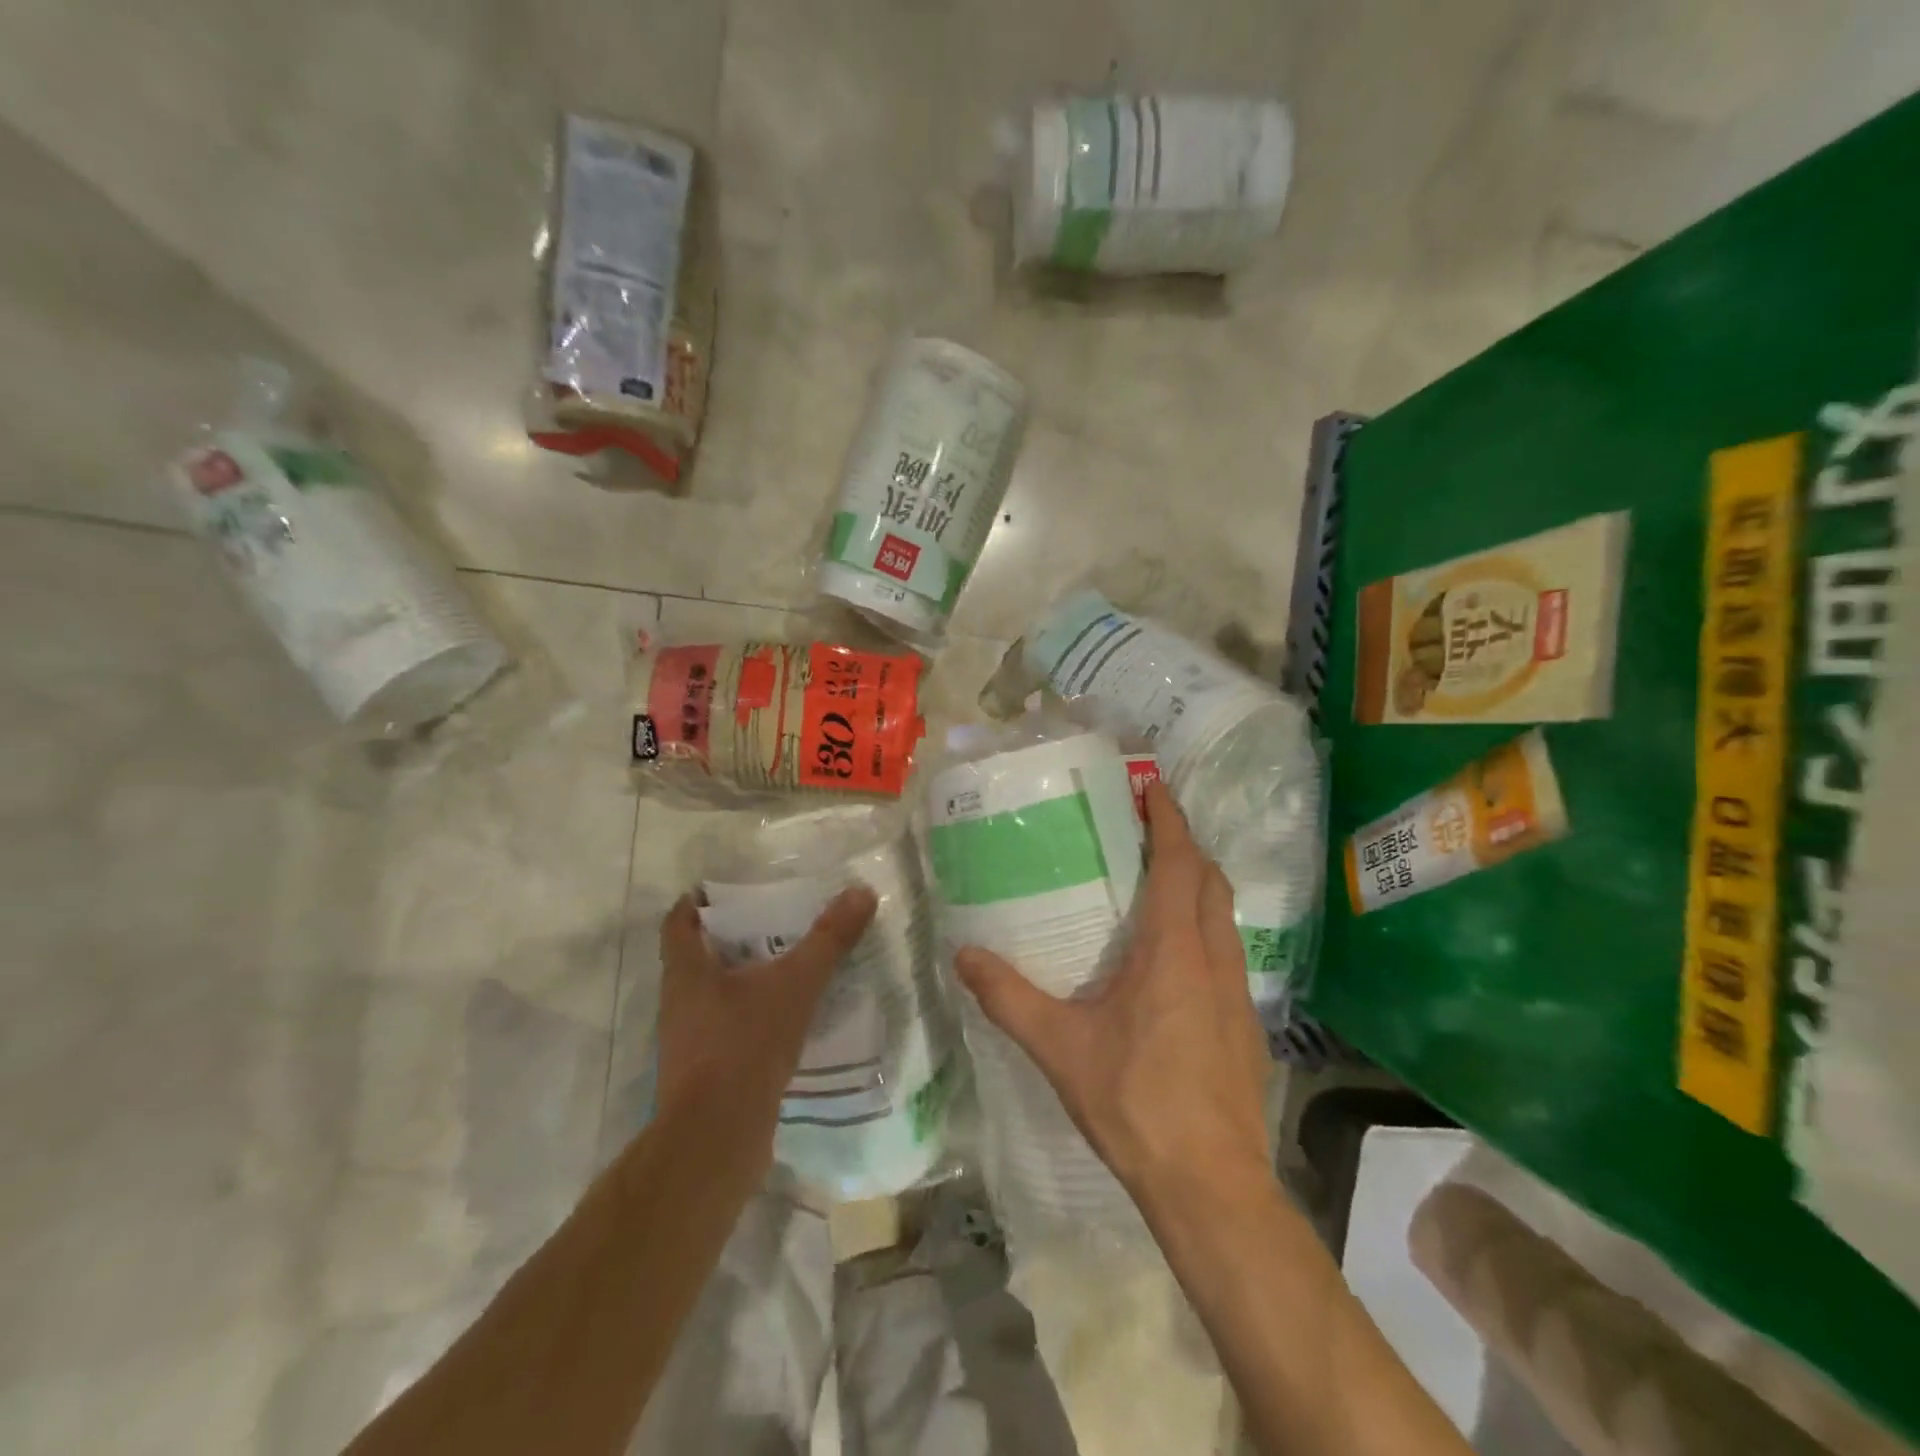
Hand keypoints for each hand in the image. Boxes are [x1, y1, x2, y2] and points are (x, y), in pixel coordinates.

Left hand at [655, 887, 877, 1145]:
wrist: (717, 1139)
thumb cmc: (745, 1046)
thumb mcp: (795, 985)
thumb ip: (828, 939)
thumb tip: (861, 892)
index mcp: (686, 972)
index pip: (679, 921)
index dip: (699, 901)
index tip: (727, 889)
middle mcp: (680, 1002)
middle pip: (699, 957)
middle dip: (734, 938)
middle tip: (775, 921)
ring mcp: (689, 1041)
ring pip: (715, 995)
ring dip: (745, 980)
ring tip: (789, 967)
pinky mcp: (705, 1074)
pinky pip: (729, 1030)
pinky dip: (753, 1017)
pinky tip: (788, 1019)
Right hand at [956, 782, 1271, 1206]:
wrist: (1211, 1185)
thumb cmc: (1136, 1103)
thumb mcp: (1060, 1047)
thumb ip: (1008, 998)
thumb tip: (963, 955)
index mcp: (1174, 950)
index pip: (1179, 863)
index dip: (1169, 820)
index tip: (1153, 787)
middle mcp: (1214, 958)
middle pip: (1209, 880)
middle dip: (1184, 846)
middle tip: (1145, 831)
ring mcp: (1238, 992)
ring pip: (1223, 916)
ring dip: (1197, 886)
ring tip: (1156, 883)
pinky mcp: (1245, 1023)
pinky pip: (1227, 951)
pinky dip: (1203, 928)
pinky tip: (1171, 959)